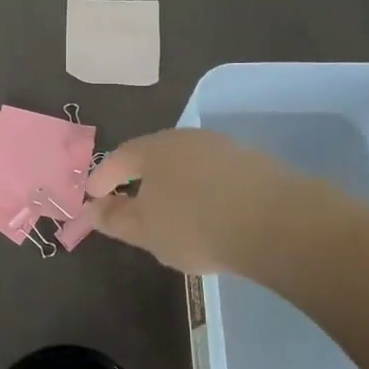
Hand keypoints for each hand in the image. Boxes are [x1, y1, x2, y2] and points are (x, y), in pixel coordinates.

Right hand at [84, 128, 347, 277]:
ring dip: (175, 184)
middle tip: (131, 201)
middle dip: (140, 178)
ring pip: (188, 164)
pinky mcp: (255, 164)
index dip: (103, 177)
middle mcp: (186, 138)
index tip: (92, 196)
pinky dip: (205, 191)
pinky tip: (210, 213)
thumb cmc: (196, 224)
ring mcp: (224, 148)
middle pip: (154, 156)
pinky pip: (217, 176)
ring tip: (173, 211)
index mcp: (153, 148)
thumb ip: (115, 219)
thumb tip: (91, 209)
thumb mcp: (146, 230)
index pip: (119, 157)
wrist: (277, 223)